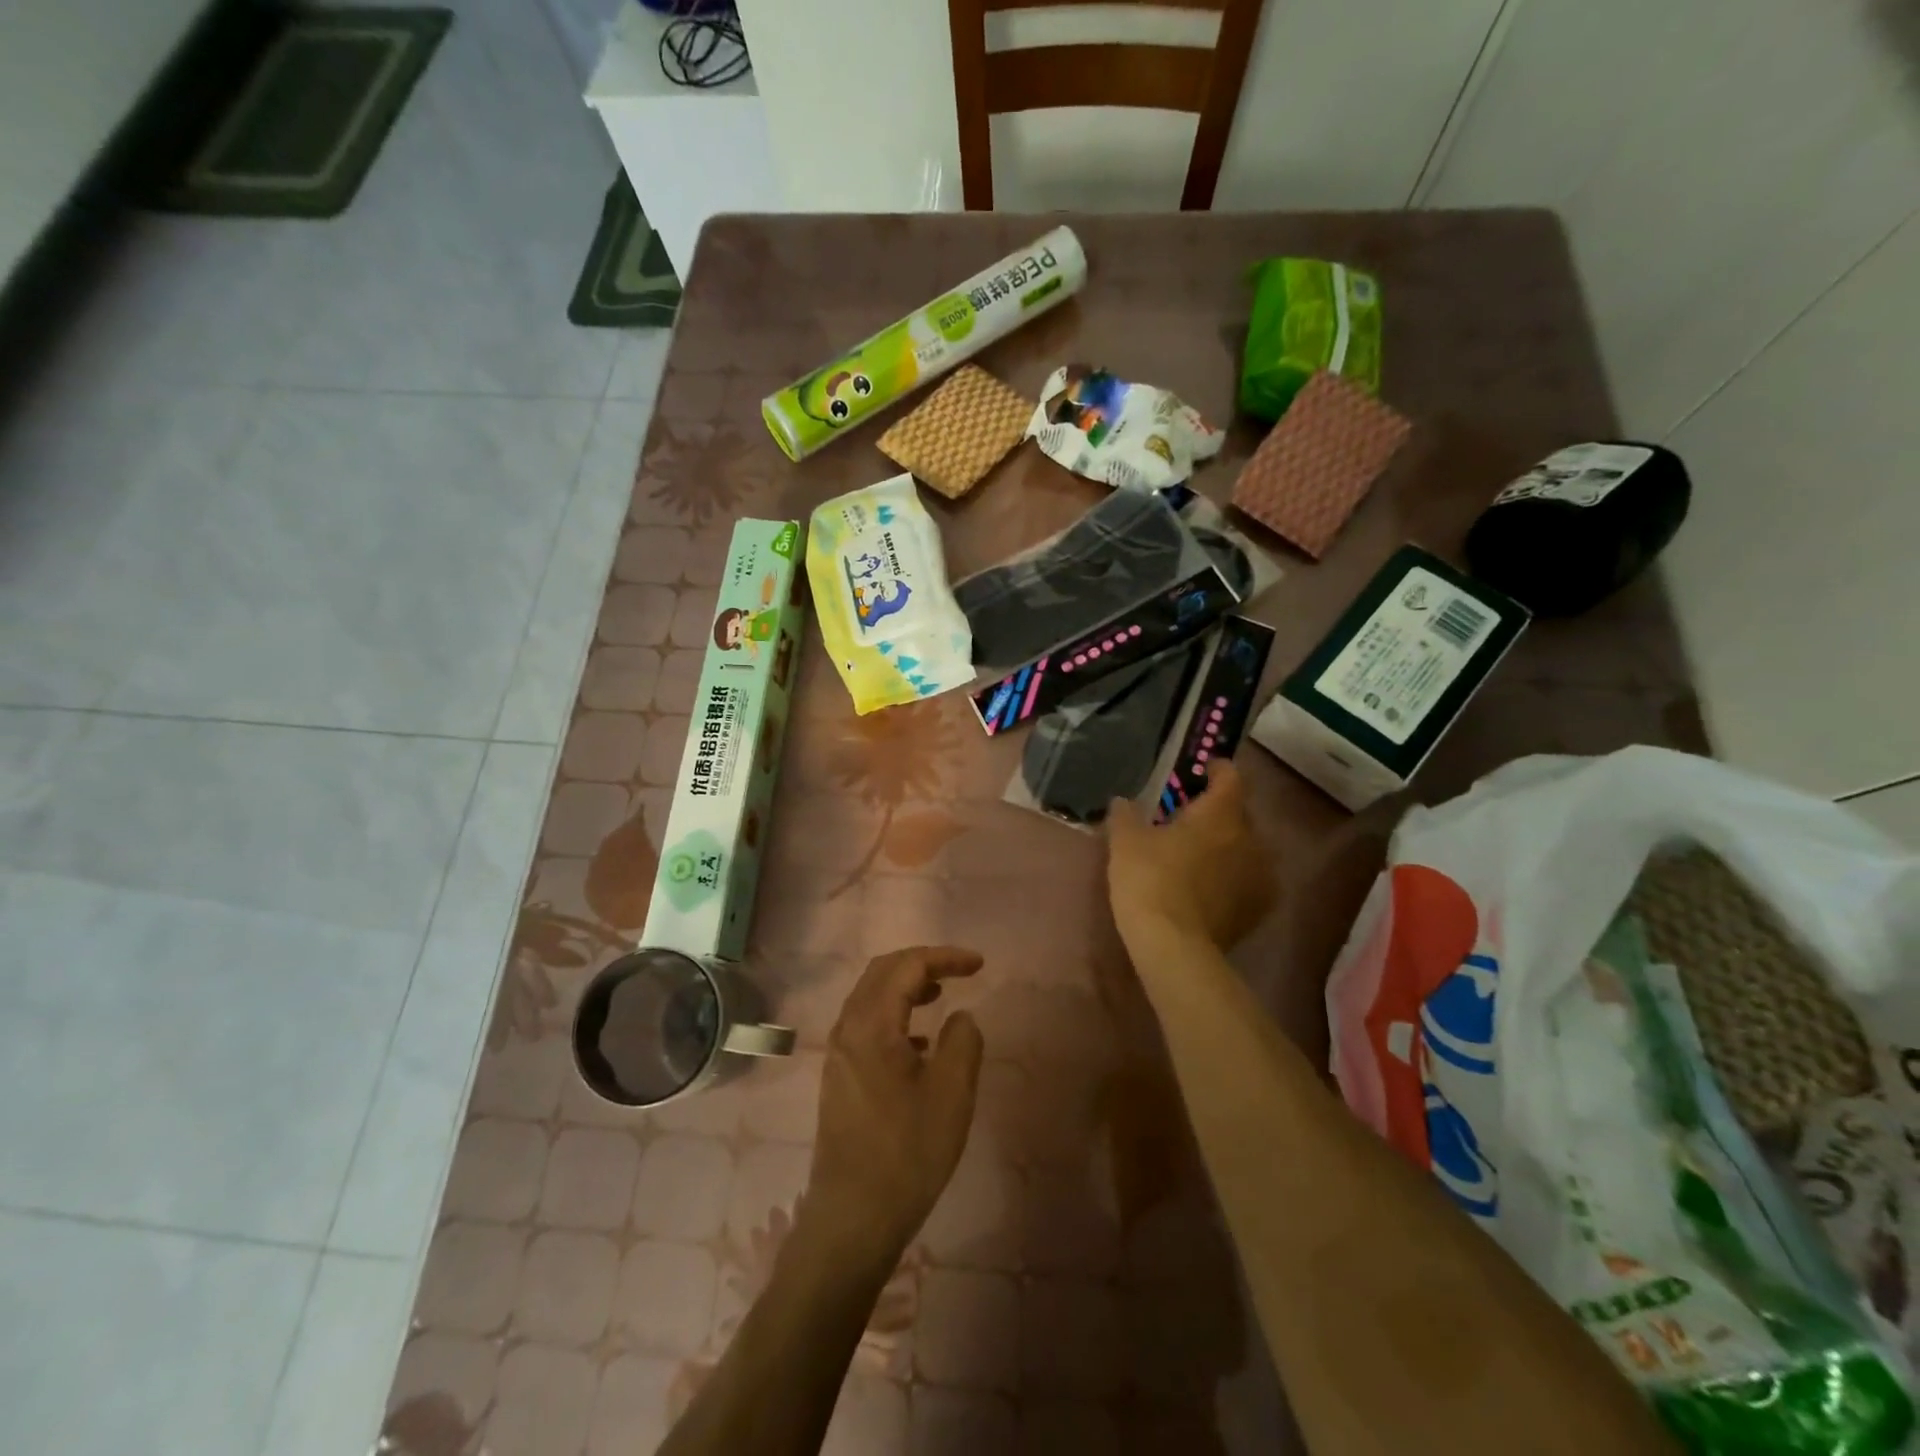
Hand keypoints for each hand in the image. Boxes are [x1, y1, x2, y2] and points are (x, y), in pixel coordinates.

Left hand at [805, 946, 984, 1263]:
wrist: (853, 1218)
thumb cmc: (907, 1153)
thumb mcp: (952, 1094)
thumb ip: (963, 1041)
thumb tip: (961, 1016)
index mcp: (872, 1024)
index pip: (907, 967)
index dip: (945, 957)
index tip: (979, 964)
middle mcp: (848, 1028)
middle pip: (882, 973)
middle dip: (922, 964)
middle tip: (959, 972)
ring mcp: (839, 1053)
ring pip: (871, 997)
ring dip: (906, 987)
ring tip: (941, 996)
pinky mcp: (839, 1076)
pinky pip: (866, 1024)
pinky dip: (894, 1014)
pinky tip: (920, 1042)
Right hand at [1106, 759, 1276, 950]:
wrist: (1174, 945)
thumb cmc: (1149, 880)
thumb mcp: (1125, 841)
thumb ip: (1125, 814)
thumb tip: (1122, 801)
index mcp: (1221, 814)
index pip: (1230, 776)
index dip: (1215, 769)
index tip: (1198, 771)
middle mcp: (1250, 838)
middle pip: (1237, 813)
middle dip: (1215, 812)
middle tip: (1184, 820)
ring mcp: (1260, 876)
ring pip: (1245, 848)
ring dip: (1225, 847)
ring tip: (1196, 857)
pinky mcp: (1259, 908)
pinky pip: (1247, 880)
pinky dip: (1231, 877)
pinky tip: (1207, 888)